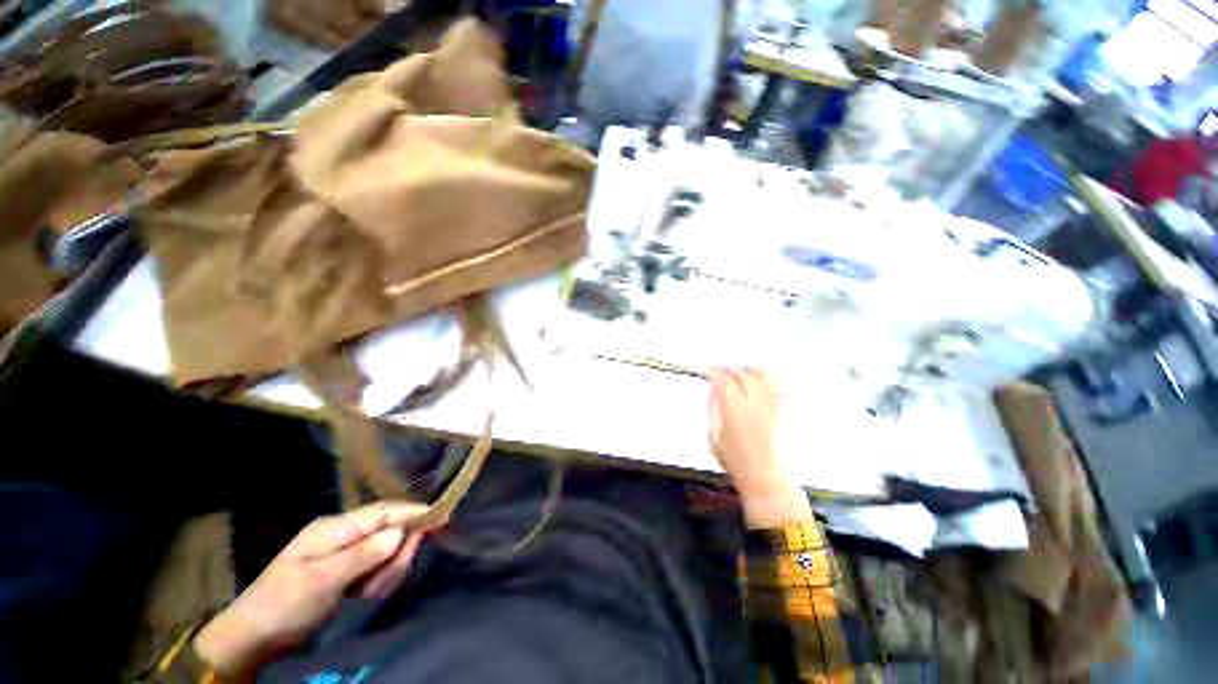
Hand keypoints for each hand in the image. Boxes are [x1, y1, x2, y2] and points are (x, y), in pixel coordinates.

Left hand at [194, 503, 427, 679]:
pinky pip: (372, 577)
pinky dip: (374, 588)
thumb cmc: (288, 599)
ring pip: (381, 560)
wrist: (263, 628)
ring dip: (382, 579)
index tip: (444, 516)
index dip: (409, 513)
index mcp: (331, 530)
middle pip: (384, 537)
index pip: (378, 514)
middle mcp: (339, 539)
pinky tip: (360, 599)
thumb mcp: (324, 578)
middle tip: (374, 589)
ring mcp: (341, 560)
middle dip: (392, 561)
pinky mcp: (343, 579)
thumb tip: (399, 531)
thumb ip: (362, 555)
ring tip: (361, 598)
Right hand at [709, 369, 811, 527]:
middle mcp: (755, 398)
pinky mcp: (788, 405)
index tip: (712, 375)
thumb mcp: (715, 439)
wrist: (769, 477)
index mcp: (733, 407)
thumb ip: (714, 411)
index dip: (716, 374)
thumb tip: (714, 393)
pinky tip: (763, 392)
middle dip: (733, 372)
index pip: (723, 378)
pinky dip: (767, 384)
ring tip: (747, 379)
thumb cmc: (737, 463)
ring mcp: (775, 400)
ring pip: (763, 373)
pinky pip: (776, 386)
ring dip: (752, 373)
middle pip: (743, 373)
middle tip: (728, 376)